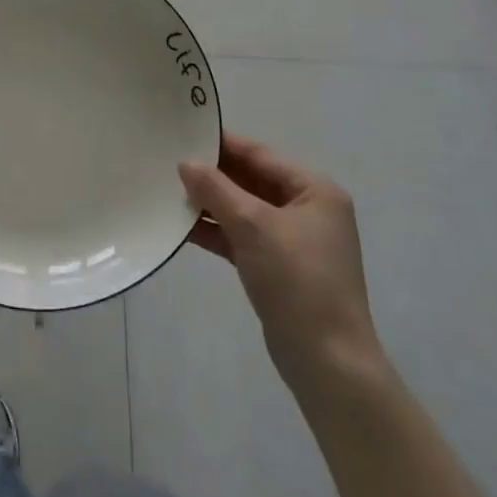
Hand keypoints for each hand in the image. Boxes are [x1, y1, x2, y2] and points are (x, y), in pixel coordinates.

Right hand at [180, 133, 383, 391]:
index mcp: (314, 190)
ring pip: (244, 210)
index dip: (222, 144)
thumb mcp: (253, 226)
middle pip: (252, 180)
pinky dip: (217, 231)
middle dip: (213, 175)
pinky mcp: (279, 268)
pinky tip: (183, 227)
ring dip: (211, 203)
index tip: (184, 133)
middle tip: (169, 162)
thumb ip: (216, 189)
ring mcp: (294, 241)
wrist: (328, 364)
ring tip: (169, 192)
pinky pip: (243, 237)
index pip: (260, 155)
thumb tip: (186, 163)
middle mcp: (308, 209)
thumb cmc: (297, 280)